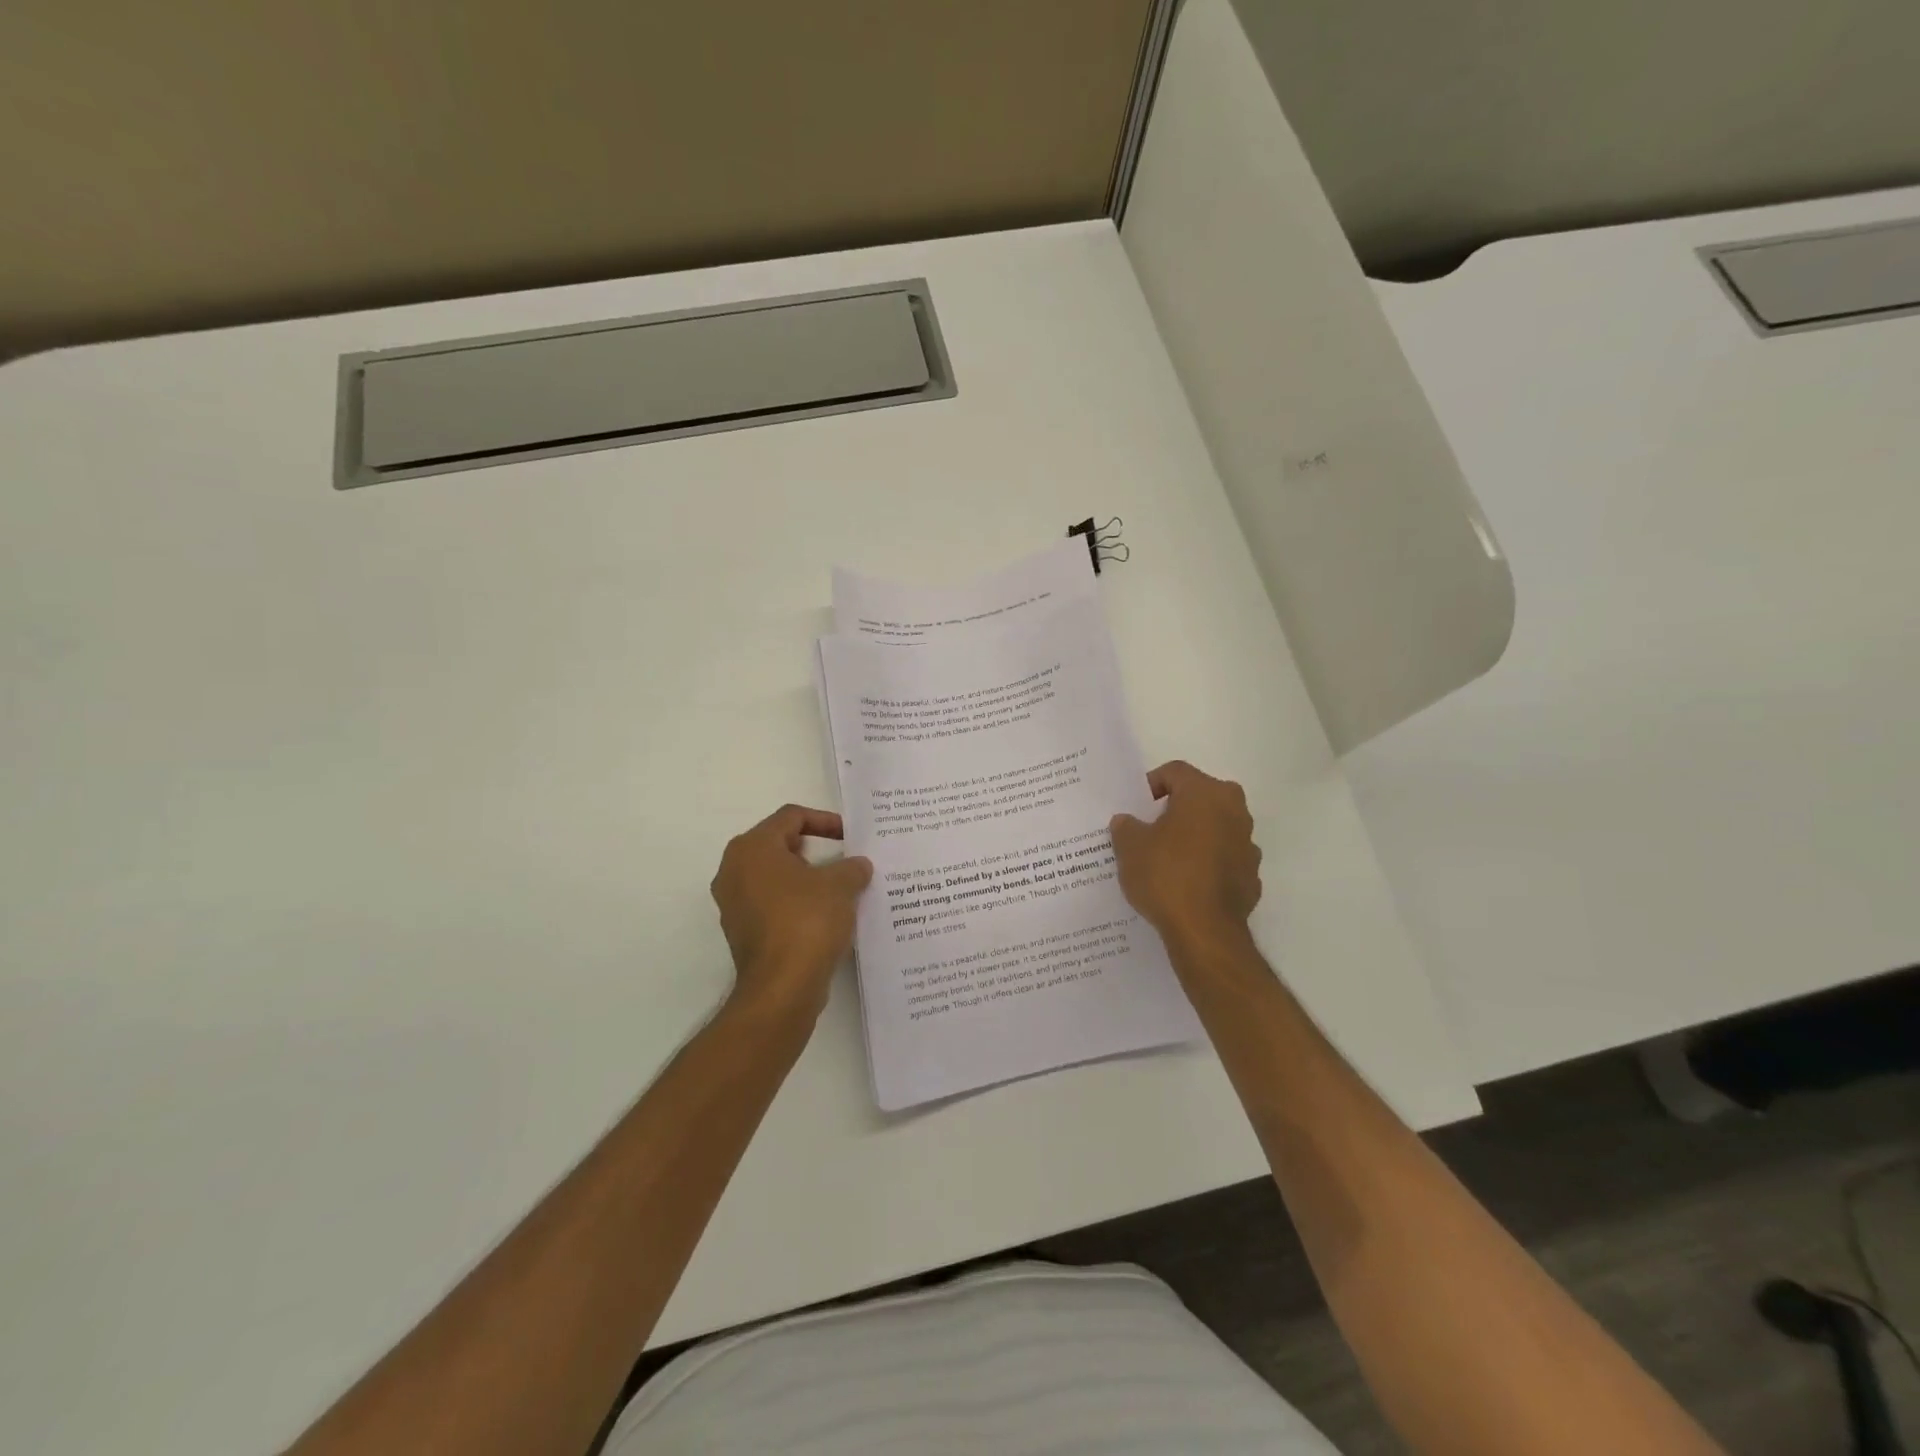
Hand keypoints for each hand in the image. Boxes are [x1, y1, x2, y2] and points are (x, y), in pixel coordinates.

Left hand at [710, 804, 872, 1017]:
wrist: (782, 988)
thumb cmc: (807, 921)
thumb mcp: (841, 885)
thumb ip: (852, 867)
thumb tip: (858, 866)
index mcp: (753, 848)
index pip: (791, 817)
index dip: (824, 821)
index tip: (850, 836)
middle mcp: (734, 870)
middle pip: (778, 844)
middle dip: (814, 849)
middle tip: (843, 858)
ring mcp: (734, 903)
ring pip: (774, 876)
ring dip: (805, 878)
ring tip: (838, 887)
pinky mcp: (741, 931)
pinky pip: (771, 904)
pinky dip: (795, 903)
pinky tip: (823, 915)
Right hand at [1110, 760, 1261, 952]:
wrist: (1205, 931)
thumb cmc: (1166, 876)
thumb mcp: (1129, 847)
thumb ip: (1126, 827)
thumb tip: (1127, 822)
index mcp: (1205, 793)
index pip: (1175, 771)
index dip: (1151, 784)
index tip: (1136, 807)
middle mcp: (1234, 810)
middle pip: (1200, 797)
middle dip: (1175, 809)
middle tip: (1150, 828)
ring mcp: (1247, 843)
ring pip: (1214, 827)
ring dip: (1193, 836)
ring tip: (1166, 858)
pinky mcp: (1251, 875)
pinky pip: (1223, 858)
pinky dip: (1206, 863)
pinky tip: (1185, 884)